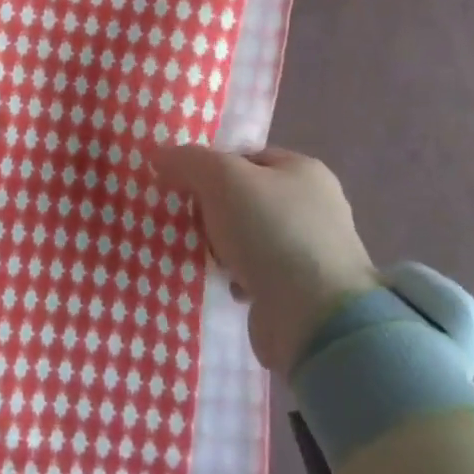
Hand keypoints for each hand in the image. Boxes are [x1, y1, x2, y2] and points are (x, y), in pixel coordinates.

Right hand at [152, 146, 380, 373]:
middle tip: (187, 221)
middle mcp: (313, 206)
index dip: (211, 167)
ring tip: (201, 254)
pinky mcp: (303, 291)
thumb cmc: (270, 231)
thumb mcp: (222, 179)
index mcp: (303, 170)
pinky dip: (237, 277)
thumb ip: (189, 160)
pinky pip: (257, 272)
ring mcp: (311, 250)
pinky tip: (224, 283)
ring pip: (248, 236)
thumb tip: (159, 155)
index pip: (246, 157)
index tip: (182, 186)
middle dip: (213, 210)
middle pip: (244, 197)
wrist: (313, 317)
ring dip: (222, 246)